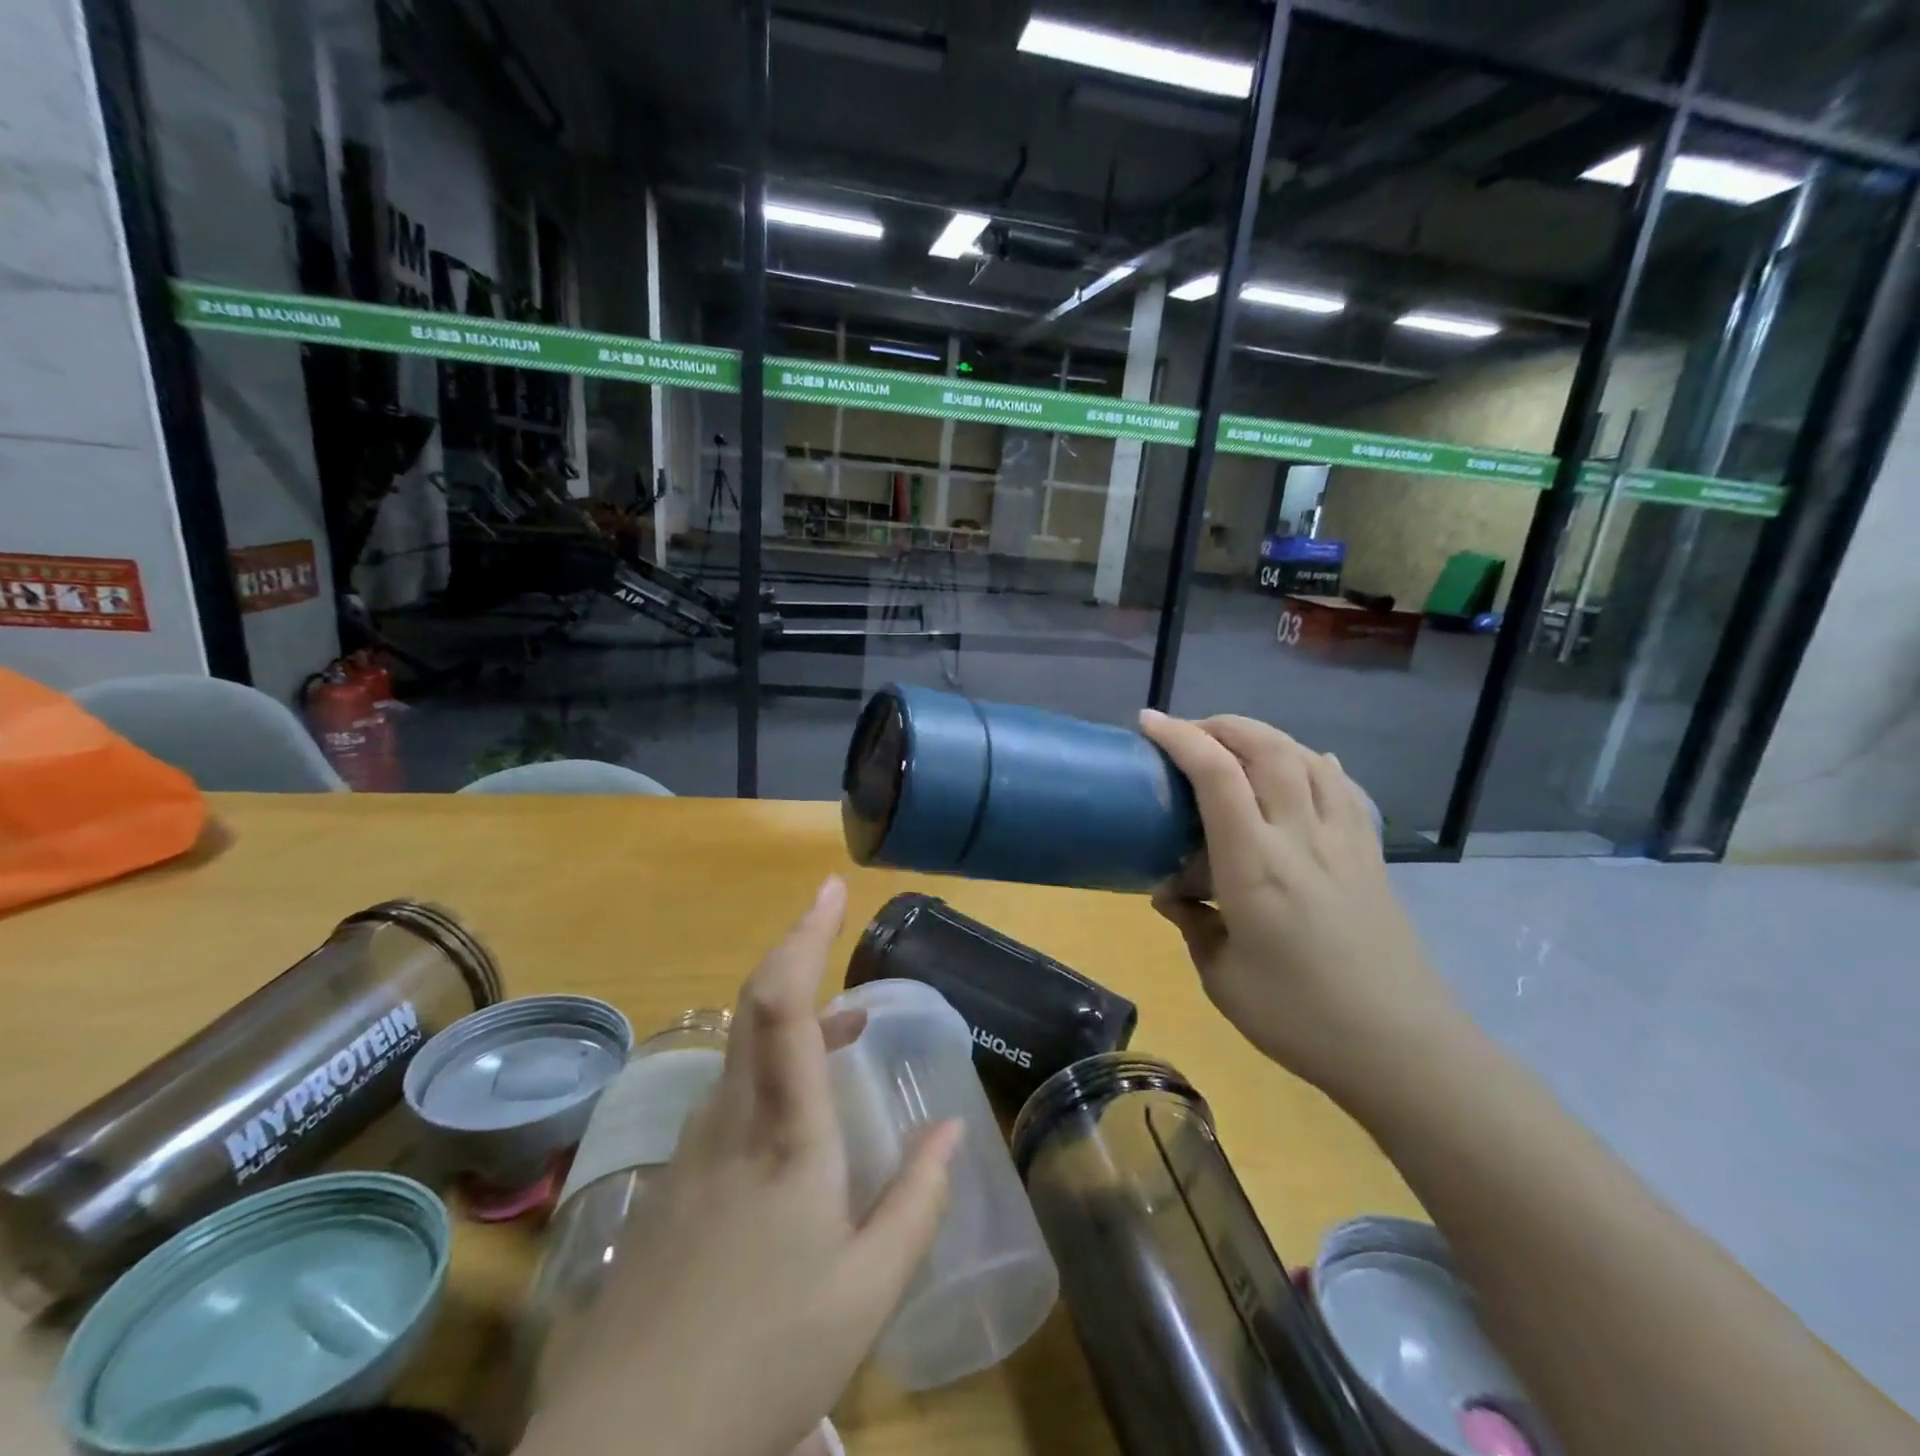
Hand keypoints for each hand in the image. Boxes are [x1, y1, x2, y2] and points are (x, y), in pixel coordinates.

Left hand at [522, 877, 960, 1455]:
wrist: (623, 1449)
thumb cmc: (763, 1356)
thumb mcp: (867, 1292)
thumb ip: (917, 1201)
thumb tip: (950, 1127)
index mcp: (785, 1133)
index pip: (782, 1004)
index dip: (805, 936)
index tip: (830, 889)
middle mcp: (733, 1118)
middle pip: (756, 1005)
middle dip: (798, 951)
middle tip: (838, 926)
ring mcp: (695, 1145)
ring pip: (744, 1049)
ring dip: (793, 1019)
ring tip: (848, 1029)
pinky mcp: (675, 1178)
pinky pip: (731, 1092)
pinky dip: (772, 1068)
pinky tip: (799, 1115)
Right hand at [1140, 711, 1476, 1106]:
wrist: (1403, 1049)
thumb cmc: (1300, 1018)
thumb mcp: (1222, 978)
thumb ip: (1192, 924)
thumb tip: (1170, 895)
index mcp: (1255, 865)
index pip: (1216, 776)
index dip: (1180, 738)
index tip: (1149, 722)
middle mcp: (1301, 837)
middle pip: (1266, 748)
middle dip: (1221, 725)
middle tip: (1187, 732)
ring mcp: (1343, 841)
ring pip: (1307, 758)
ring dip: (1266, 737)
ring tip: (1236, 745)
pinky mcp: (1370, 855)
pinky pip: (1343, 788)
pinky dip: (1315, 764)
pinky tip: (1307, 766)